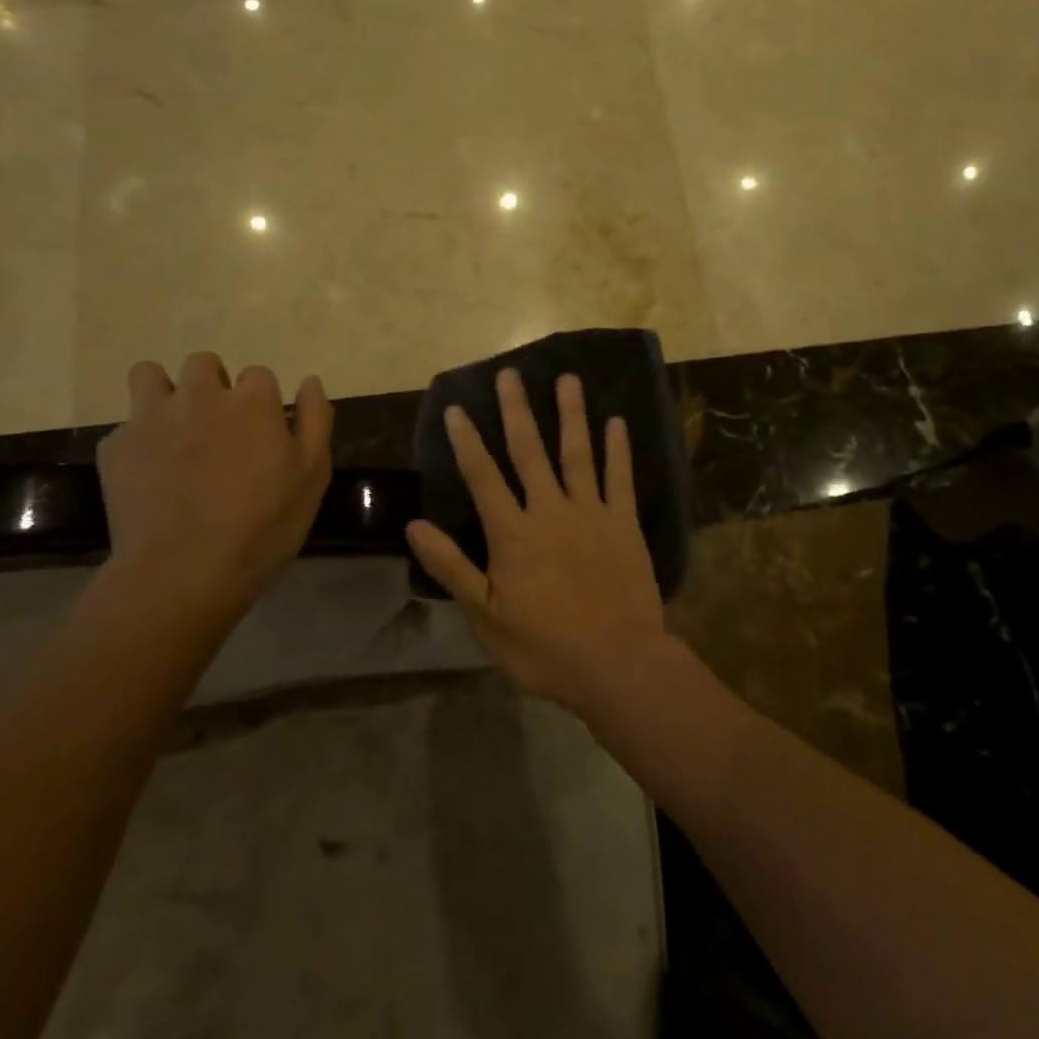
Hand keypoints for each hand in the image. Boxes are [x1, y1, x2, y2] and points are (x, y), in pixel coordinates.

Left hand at [97, 352, 333, 612]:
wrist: (183, 571)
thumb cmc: (262, 525)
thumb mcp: (312, 476)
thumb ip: (315, 420)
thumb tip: (310, 381)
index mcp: (251, 402)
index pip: (259, 375)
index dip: (262, 403)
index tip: (263, 433)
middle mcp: (200, 396)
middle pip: (204, 363)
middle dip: (213, 385)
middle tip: (220, 428)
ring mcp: (151, 418)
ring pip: (150, 375)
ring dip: (164, 392)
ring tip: (174, 429)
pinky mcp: (116, 447)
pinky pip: (125, 427)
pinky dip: (139, 442)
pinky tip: (149, 474)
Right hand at [405, 369, 669, 716]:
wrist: (617, 664)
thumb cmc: (545, 648)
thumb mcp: (486, 617)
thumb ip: (452, 567)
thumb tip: (414, 526)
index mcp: (513, 534)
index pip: (483, 477)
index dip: (467, 441)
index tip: (456, 407)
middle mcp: (550, 511)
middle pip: (529, 451)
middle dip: (517, 411)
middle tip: (510, 374)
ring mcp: (591, 513)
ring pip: (578, 453)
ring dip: (571, 414)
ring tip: (568, 378)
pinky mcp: (625, 524)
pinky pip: (621, 479)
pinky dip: (618, 449)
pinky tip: (617, 422)